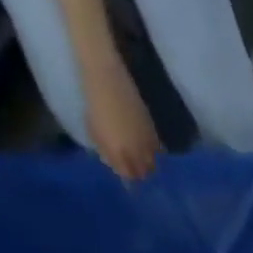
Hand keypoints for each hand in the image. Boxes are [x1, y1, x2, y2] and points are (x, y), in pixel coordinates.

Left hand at [83, 59, 158, 180]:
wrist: (105, 77)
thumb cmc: (94, 102)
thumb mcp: (94, 129)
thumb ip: (106, 150)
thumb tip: (114, 164)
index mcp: (118, 152)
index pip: (128, 175)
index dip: (127, 175)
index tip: (125, 173)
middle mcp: (136, 152)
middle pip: (144, 173)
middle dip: (139, 172)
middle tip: (134, 167)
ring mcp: (147, 143)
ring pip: (153, 164)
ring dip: (148, 164)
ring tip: (142, 158)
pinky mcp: (154, 132)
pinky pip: (158, 151)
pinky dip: (155, 153)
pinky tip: (149, 149)